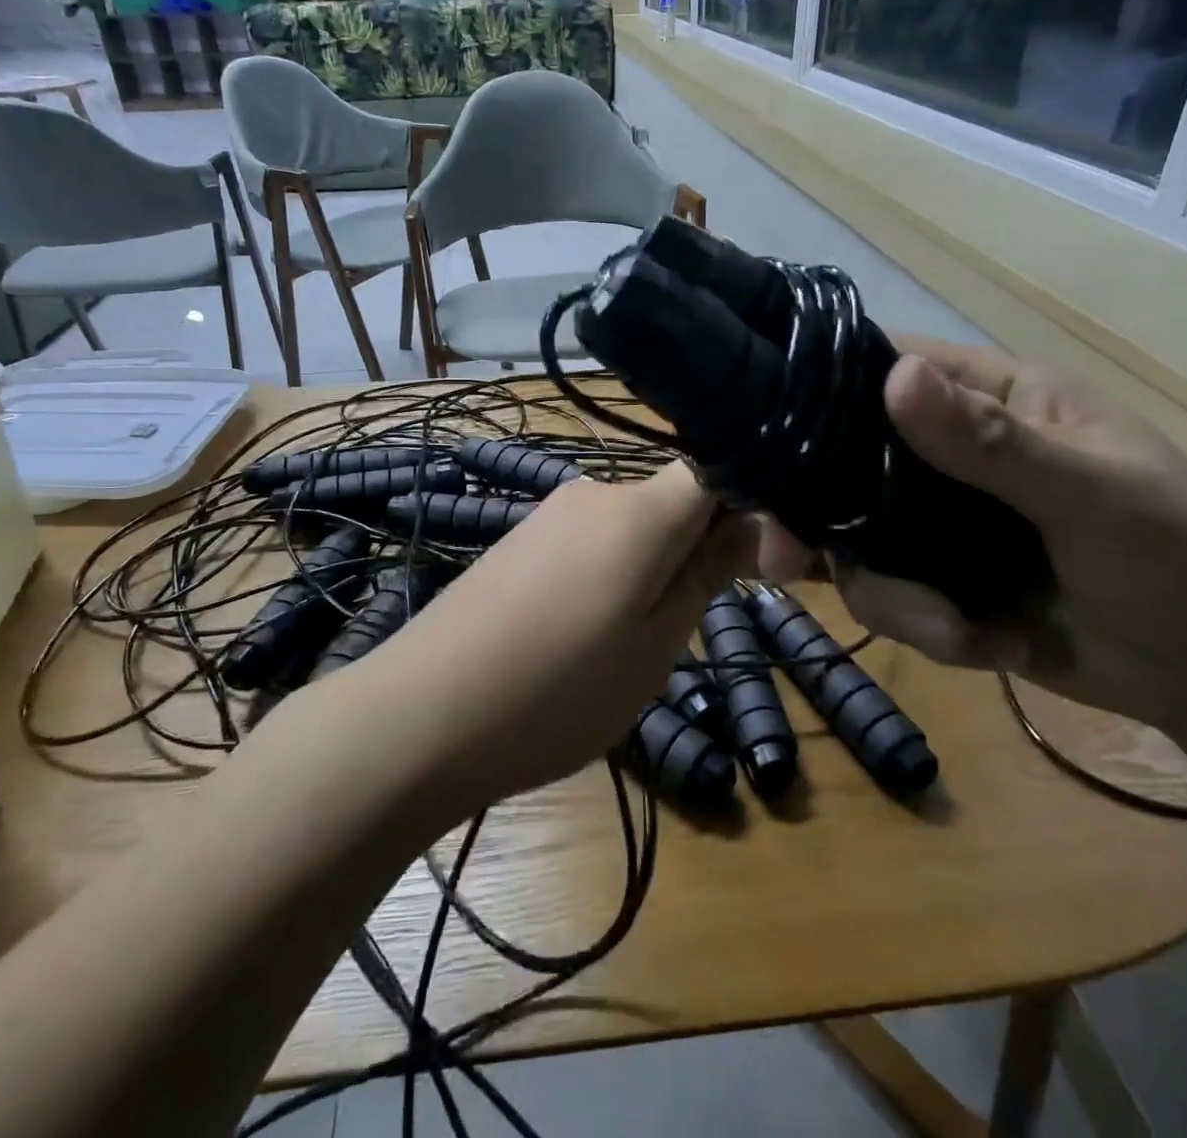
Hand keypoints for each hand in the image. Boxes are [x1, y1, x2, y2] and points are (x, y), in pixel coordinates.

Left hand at [373, 463, 756, 807]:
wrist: (423, 714)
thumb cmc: (558, 689)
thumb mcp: (655, 644)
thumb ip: (708, 572)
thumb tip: (757, 522)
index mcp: (639, 509)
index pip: (717, 472)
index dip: (752, 510)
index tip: (764, 569)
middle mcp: (594, 491)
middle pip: (674, 502)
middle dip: (698, 551)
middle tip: (686, 630)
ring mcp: (550, 514)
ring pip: (633, 528)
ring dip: (652, 571)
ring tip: (627, 645)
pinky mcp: (521, 541)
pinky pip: (591, 544)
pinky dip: (610, 577)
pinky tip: (583, 634)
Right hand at [760, 338, 1186, 737]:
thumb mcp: (1095, 492)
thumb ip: (994, 442)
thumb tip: (897, 375)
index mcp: (985, 398)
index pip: (878, 368)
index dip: (815, 395)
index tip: (765, 445)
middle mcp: (943, 452)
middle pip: (840, 463)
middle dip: (816, 517)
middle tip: (788, 561)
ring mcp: (933, 520)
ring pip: (852, 541)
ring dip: (889, 594)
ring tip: (956, 630)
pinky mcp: (935, 580)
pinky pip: (883, 593)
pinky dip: (918, 624)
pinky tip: (981, 645)